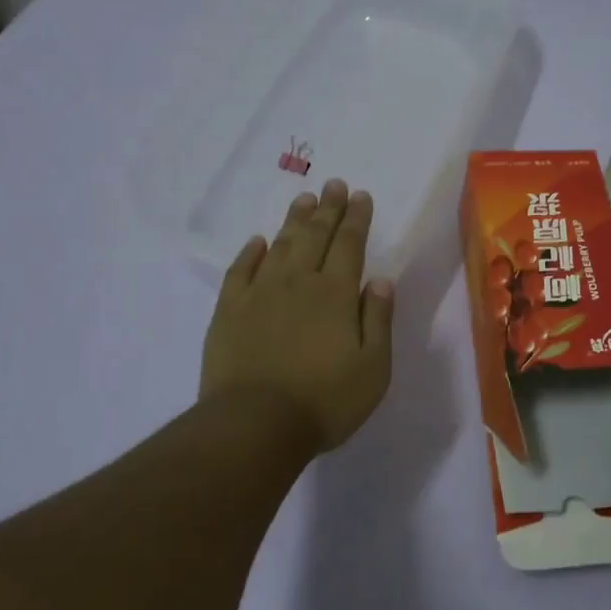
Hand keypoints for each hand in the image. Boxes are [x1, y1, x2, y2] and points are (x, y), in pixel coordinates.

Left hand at [200, 178, 395, 459]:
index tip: (361, 195)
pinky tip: (258, 241)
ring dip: (294, 220)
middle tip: (334, 184)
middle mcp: (298, 283)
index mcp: (336, 294)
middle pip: (315, 236)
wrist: (254, 424)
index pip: (350, 244)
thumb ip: (378, 320)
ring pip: (280, 245)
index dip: (356, 218)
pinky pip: (240, 270)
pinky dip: (251, 252)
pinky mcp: (228, 311)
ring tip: (304, 199)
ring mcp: (259, 294)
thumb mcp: (373, 368)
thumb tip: (381, 280)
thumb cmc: (324, 401)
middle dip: (328, 208)